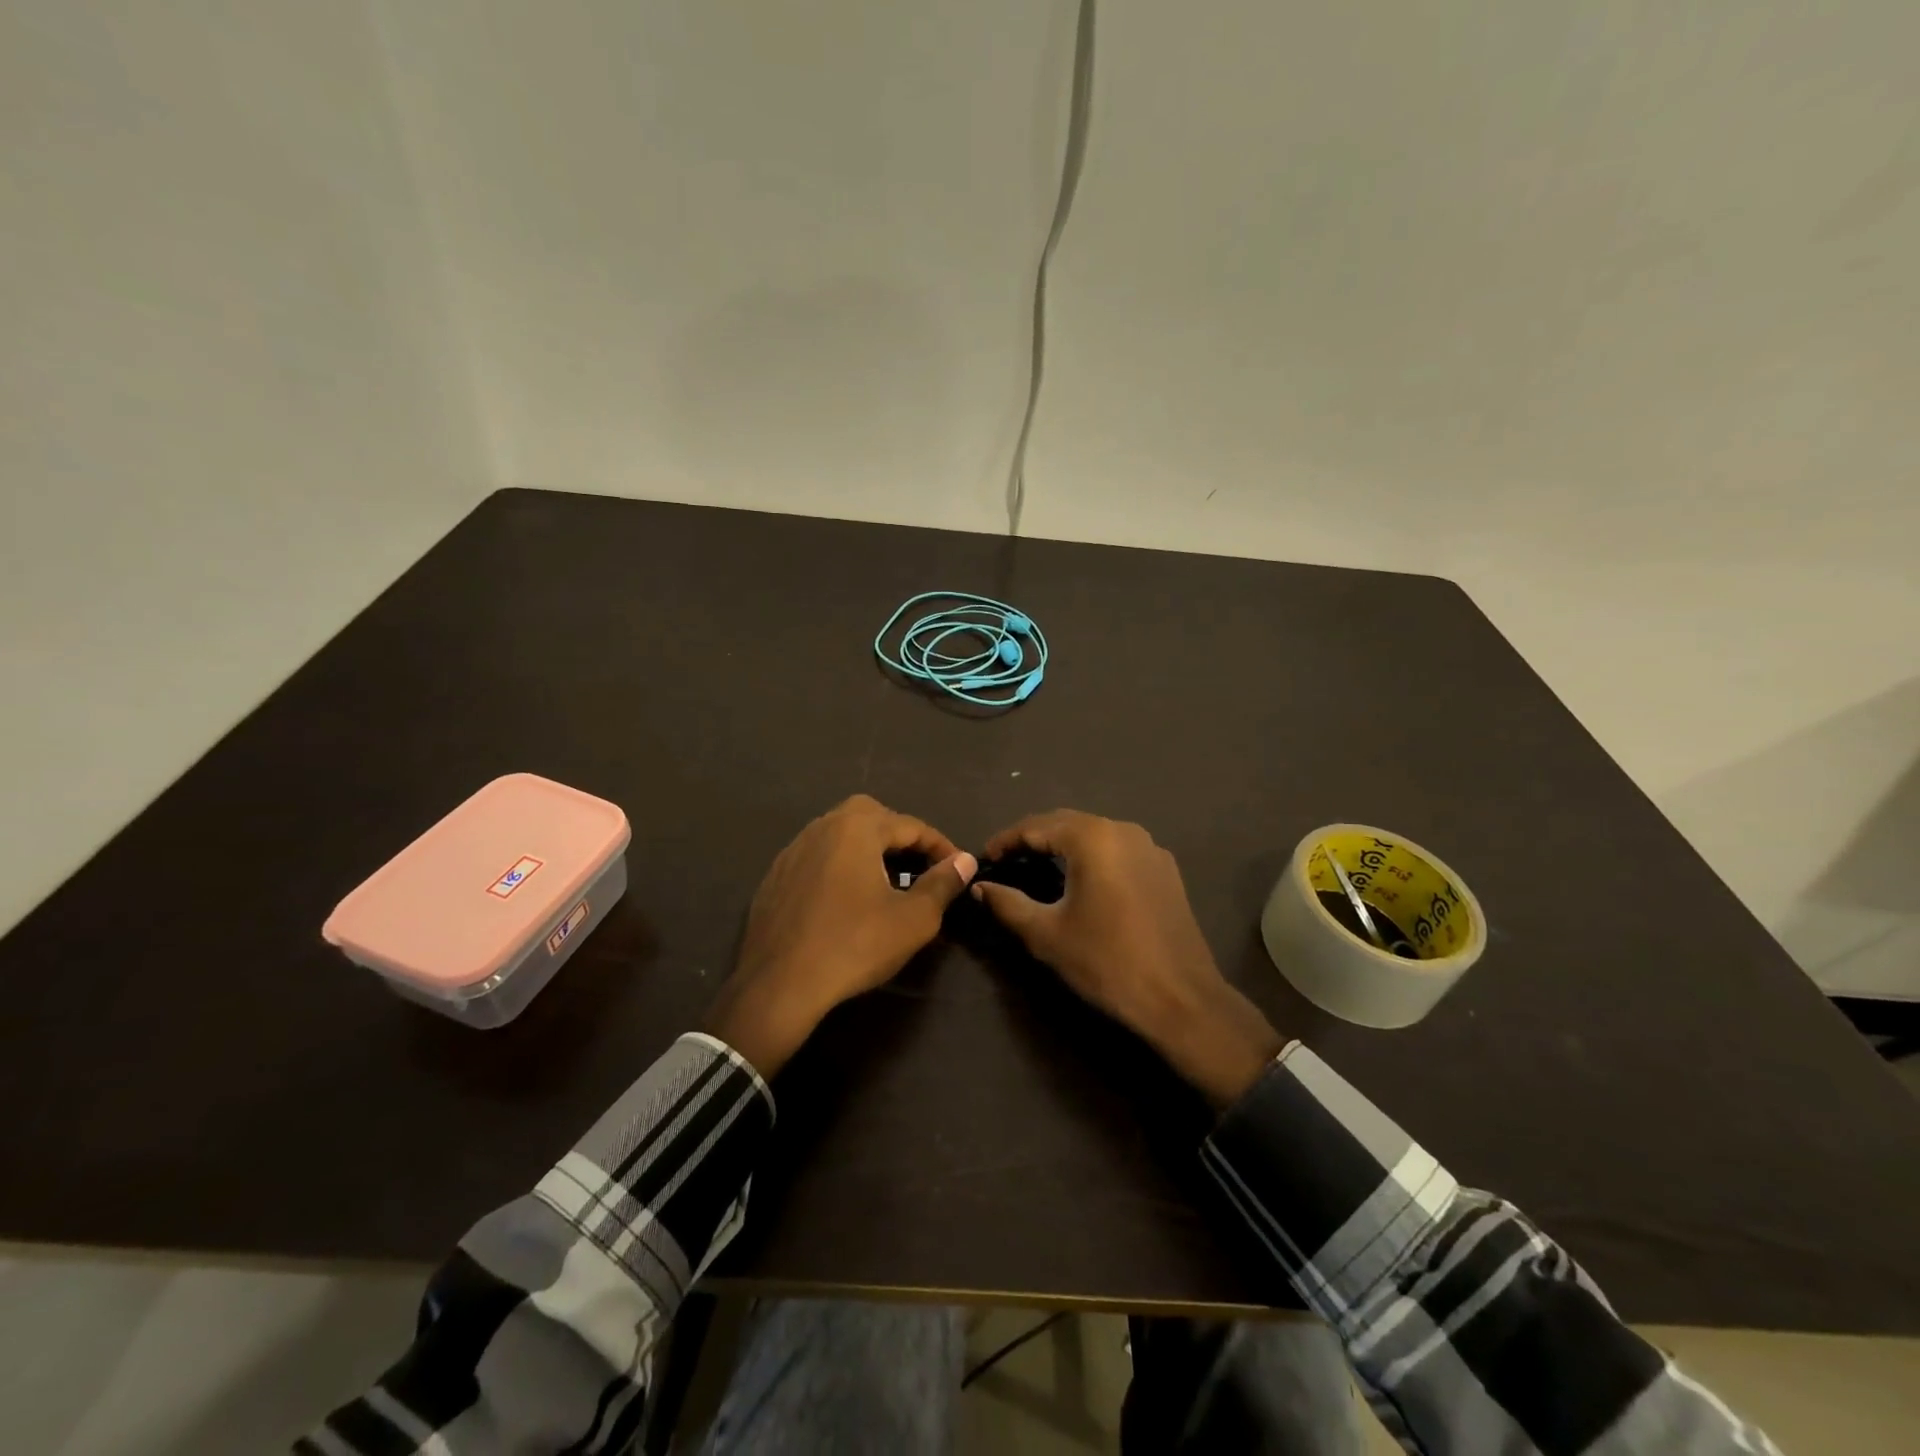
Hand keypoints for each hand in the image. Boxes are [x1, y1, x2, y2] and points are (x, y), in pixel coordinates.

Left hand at [705, 795, 976, 1077]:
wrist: (779, 985)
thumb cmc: (854, 946)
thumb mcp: (913, 919)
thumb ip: (942, 884)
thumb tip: (965, 860)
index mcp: (856, 828)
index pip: (910, 825)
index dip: (940, 845)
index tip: (958, 867)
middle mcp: (822, 828)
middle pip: (870, 815)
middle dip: (899, 834)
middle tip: (919, 864)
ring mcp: (793, 851)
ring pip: (839, 833)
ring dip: (867, 848)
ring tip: (886, 879)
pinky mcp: (775, 877)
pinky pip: (817, 857)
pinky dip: (839, 865)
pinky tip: (846, 898)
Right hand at [974, 810, 1286, 1107]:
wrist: (1181, 999)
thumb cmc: (1106, 962)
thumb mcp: (1047, 934)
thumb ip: (1008, 904)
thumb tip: (981, 887)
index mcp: (1092, 838)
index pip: (1036, 826)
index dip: (1006, 840)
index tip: (984, 857)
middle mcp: (1123, 830)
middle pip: (1066, 823)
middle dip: (1034, 838)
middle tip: (1006, 860)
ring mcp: (1149, 848)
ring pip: (1095, 834)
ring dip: (1064, 845)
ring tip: (1038, 866)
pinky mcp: (1165, 869)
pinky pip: (1118, 850)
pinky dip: (1092, 856)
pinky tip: (1081, 879)